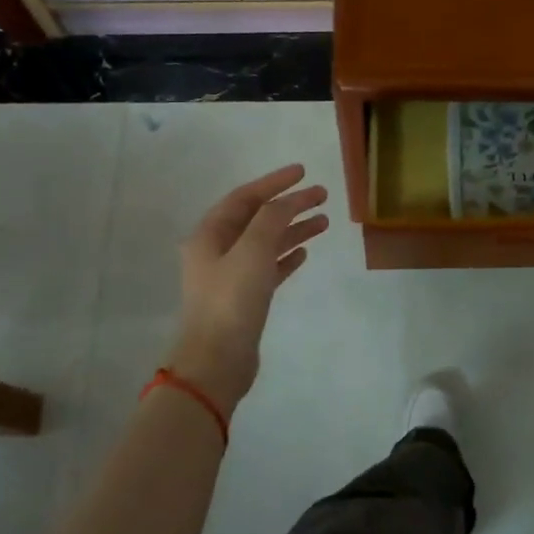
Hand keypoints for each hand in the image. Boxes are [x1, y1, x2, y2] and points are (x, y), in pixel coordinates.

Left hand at [169, 163, 327, 408]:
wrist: (217, 361)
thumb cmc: (231, 301)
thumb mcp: (252, 251)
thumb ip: (271, 219)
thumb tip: (287, 201)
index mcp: (209, 236)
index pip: (244, 198)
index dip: (274, 183)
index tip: (303, 172)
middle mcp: (217, 252)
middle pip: (258, 219)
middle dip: (289, 205)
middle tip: (322, 195)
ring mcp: (231, 276)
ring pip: (266, 243)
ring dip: (293, 230)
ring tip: (324, 222)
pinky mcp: (245, 299)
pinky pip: (269, 268)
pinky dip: (286, 256)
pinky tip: (305, 252)